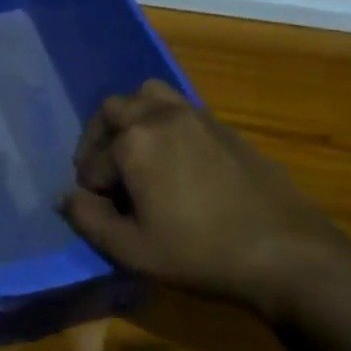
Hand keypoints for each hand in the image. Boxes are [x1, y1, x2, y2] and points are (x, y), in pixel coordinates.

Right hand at [59, 80, 350, 325]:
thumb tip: (64, 197)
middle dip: (100, 140)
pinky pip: (179, 109)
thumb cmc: (201, 253)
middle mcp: (160, 115)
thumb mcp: (134, 250)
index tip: (101, 212)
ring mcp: (195, 115)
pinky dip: (163, 124)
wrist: (286, 252)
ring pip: (148, 96)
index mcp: (134, 141)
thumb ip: (89, 220)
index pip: (93, 159)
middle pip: (113, 110)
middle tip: (107, 175)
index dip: (90, 189)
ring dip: (132, 119)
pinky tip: (176, 163)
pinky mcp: (223, 126)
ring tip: (137, 156)